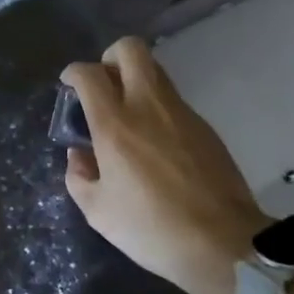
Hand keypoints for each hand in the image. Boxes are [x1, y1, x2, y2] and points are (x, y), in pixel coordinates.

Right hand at [61, 37, 268, 293]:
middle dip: (110, 58)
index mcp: (115, 125)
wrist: (224, 244)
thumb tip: (79, 154)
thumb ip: (79, 177)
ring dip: (135, 80)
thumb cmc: (153, 230)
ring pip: (155, 70)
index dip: (73, 73)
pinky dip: (157, 107)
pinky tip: (156, 143)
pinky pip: (173, 100)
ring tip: (127, 115)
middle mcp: (147, 106)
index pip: (89, 74)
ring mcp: (181, 112)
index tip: (69, 85)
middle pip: (129, 49)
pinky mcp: (204, 126)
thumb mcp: (99, 213)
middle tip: (103, 87)